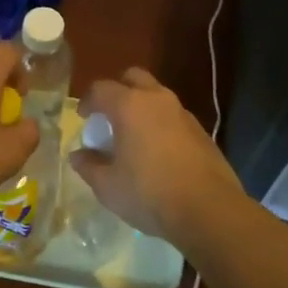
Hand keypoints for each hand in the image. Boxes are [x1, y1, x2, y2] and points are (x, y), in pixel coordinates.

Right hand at [71, 67, 245, 244]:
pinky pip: (173, 115)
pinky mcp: (200, 130)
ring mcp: (182, 112)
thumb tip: (78, 155)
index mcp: (129, 105)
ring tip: (133, 135)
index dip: (87, 101)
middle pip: (133, 77)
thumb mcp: (108, 186)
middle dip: (118, 90)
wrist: (209, 210)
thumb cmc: (149, 194)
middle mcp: (156, 99)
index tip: (83, 118)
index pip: (101, 88)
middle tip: (110, 116)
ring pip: (156, 95)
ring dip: (141, 106)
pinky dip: (160, 123)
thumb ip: (89, 166)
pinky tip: (158, 151)